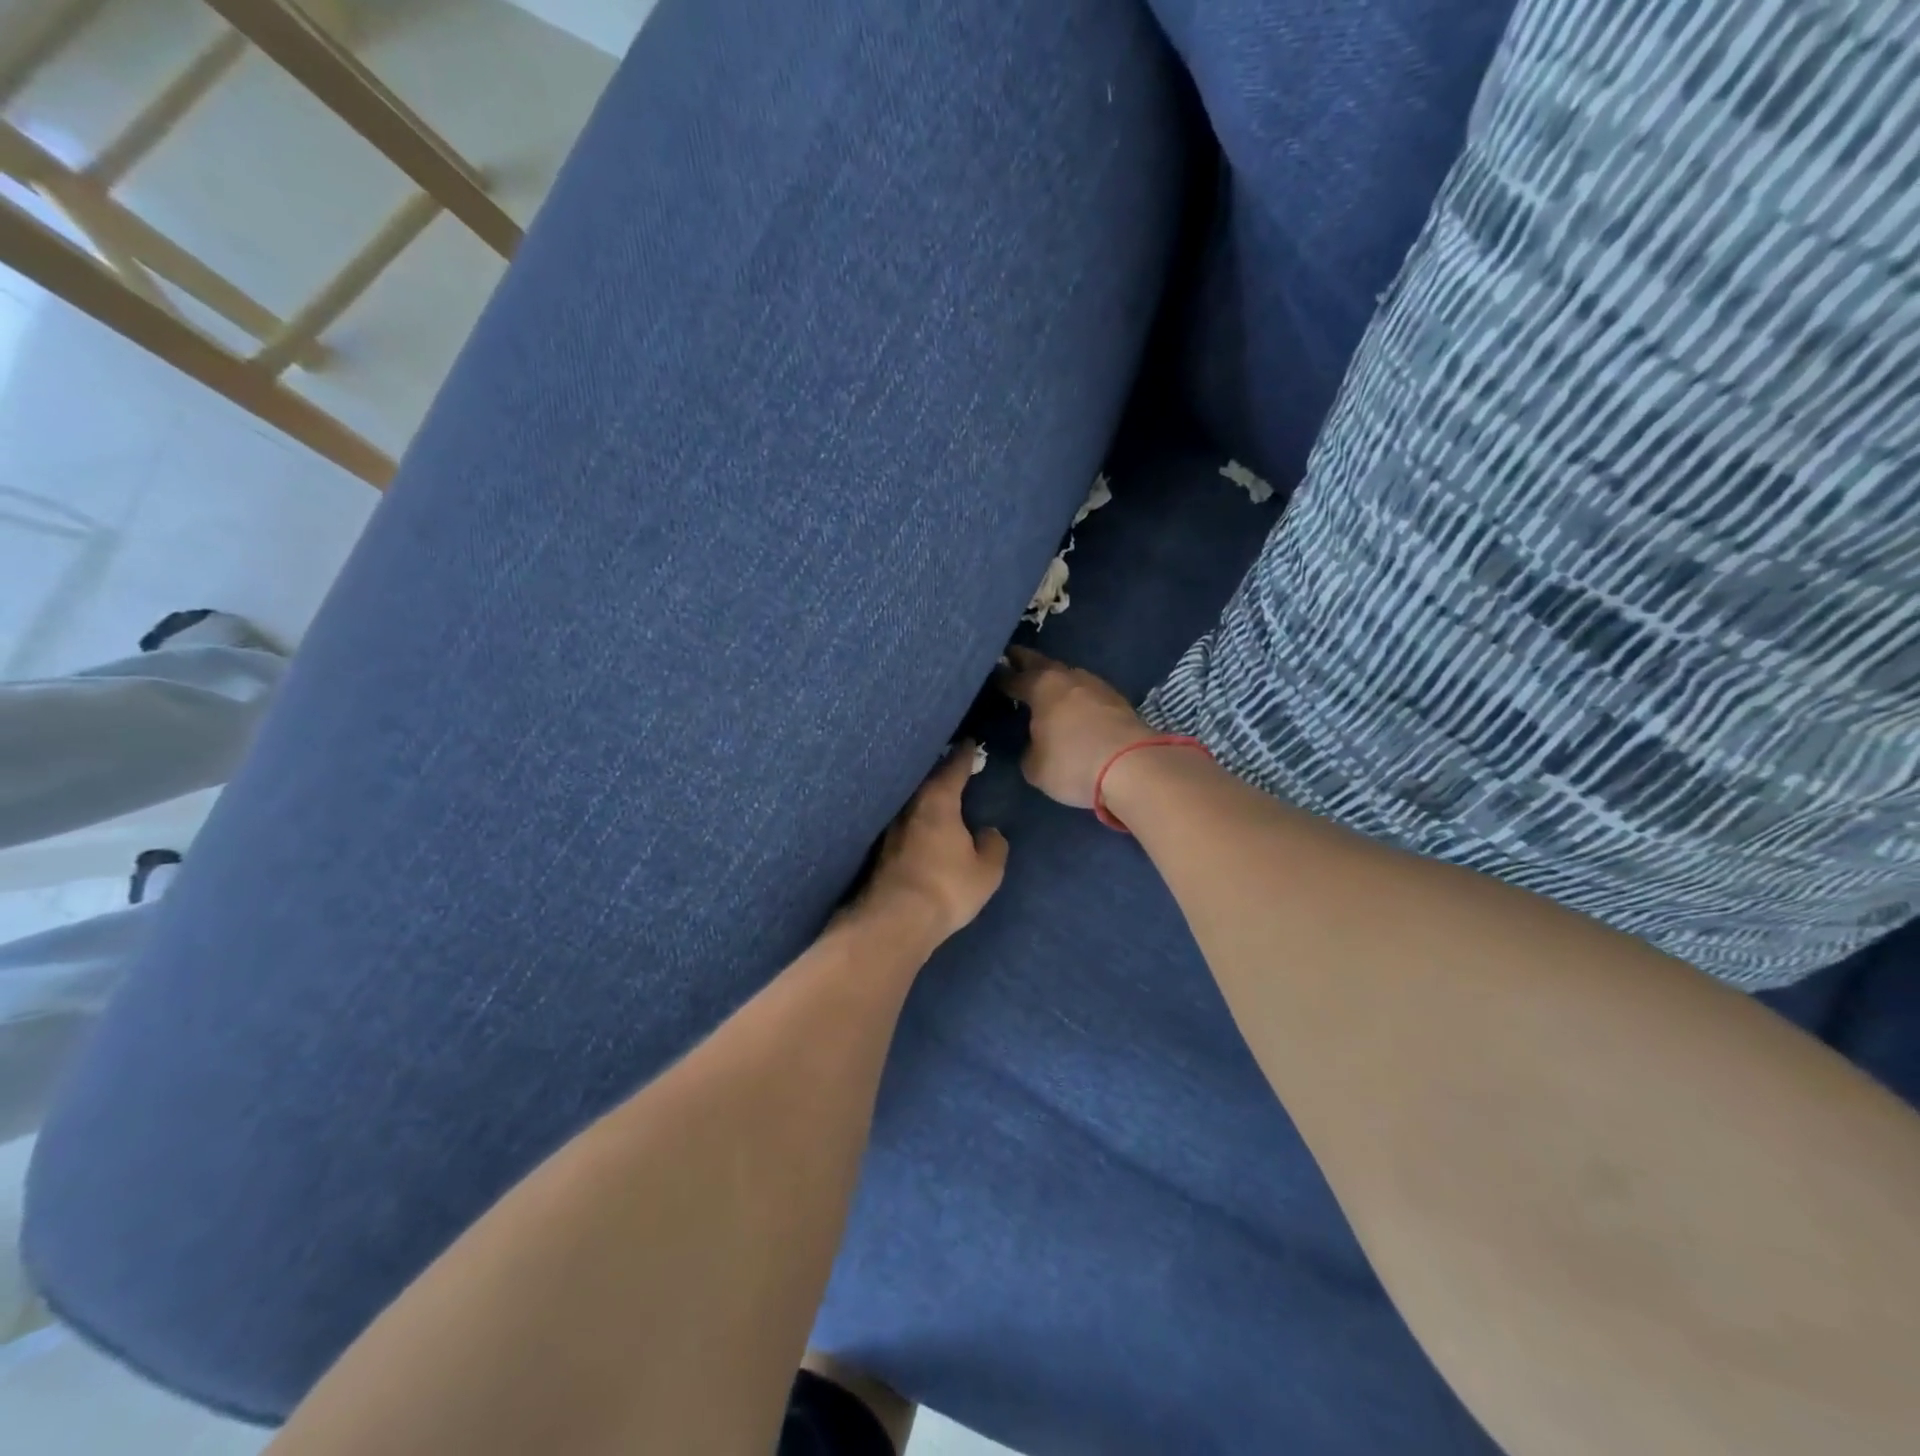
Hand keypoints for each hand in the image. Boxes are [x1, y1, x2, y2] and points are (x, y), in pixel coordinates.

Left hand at [861, 744, 1007, 941]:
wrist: (894, 920)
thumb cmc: (946, 888)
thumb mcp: (986, 871)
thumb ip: (993, 846)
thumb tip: (989, 832)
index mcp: (938, 801)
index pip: (953, 767)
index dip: (964, 754)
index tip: (970, 743)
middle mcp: (910, 805)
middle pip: (927, 780)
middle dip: (941, 772)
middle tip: (954, 765)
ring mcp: (890, 827)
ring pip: (912, 801)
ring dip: (925, 796)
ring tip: (939, 794)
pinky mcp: (879, 849)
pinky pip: (904, 822)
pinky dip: (915, 819)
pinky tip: (922, 826)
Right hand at [998, 647, 1154, 809]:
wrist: (1134, 768)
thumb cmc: (1074, 763)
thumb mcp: (1035, 767)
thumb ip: (1028, 749)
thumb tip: (1035, 743)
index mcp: (1041, 686)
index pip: (1012, 678)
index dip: (999, 679)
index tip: (988, 678)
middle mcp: (1068, 677)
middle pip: (1041, 663)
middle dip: (1025, 662)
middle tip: (1011, 660)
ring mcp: (1097, 685)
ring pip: (1068, 675)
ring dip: (1054, 679)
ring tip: (1043, 686)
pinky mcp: (1118, 700)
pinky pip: (1087, 692)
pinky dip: (1075, 695)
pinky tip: (1072, 705)